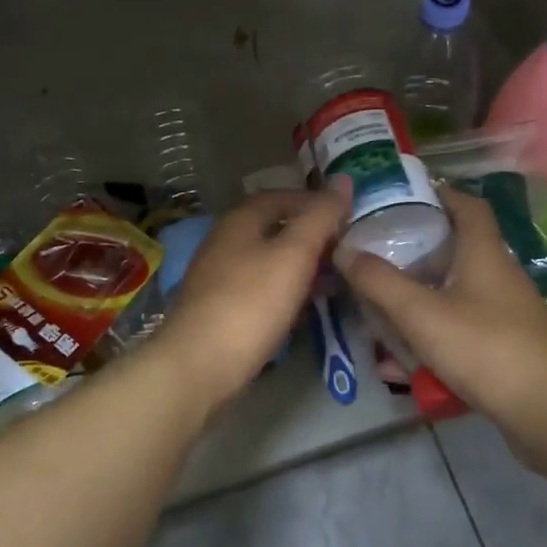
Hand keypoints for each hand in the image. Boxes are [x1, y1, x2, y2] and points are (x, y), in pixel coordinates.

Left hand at [152, 181, 352, 411]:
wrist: (198, 366)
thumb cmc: (250, 303)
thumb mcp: (294, 254)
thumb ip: (320, 217)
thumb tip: (344, 179)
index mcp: (240, 220)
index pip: (283, 196)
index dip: (316, 203)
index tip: (348, 220)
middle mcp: (226, 241)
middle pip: (275, 229)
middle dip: (312, 238)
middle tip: (346, 255)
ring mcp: (220, 277)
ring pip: (269, 262)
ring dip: (301, 268)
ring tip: (333, 283)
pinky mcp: (221, 310)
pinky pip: (260, 290)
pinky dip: (285, 293)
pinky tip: (303, 311)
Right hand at [334, 188, 546, 425]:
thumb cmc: (486, 347)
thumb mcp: (421, 312)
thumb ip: (378, 281)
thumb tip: (343, 249)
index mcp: (483, 252)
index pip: (467, 205)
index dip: (438, 194)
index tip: (400, 198)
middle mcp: (496, 275)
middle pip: (454, 250)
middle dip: (413, 253)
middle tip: (373, 256)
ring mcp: (503, 314)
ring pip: (452, 295)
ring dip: (417, 301)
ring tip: (376, 310)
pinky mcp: (504, 348)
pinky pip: (458, 332)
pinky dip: (430, 340)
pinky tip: (400, 366)